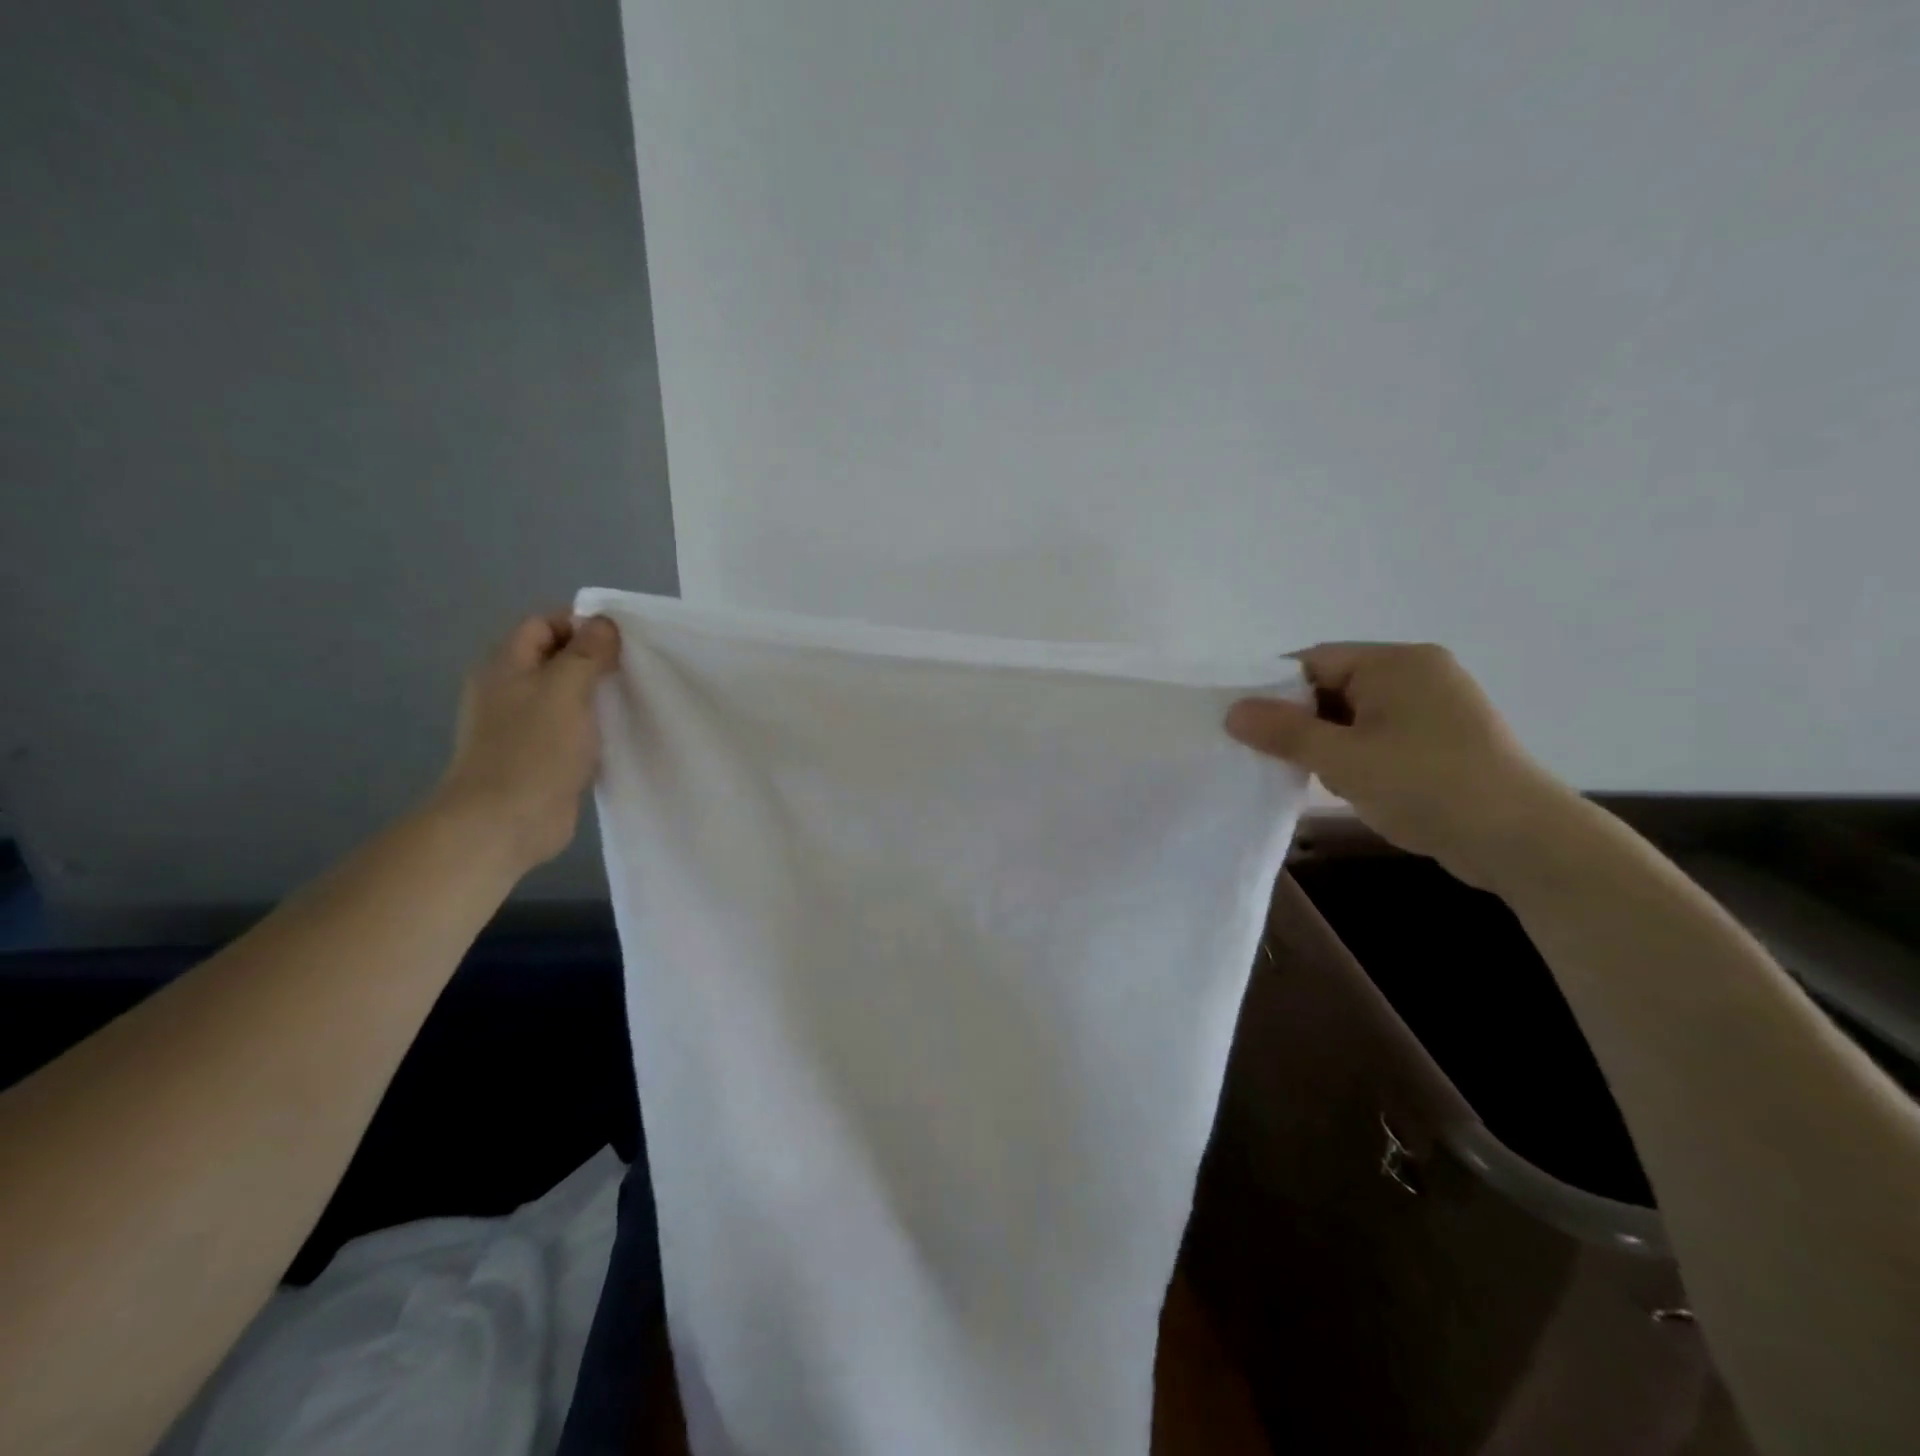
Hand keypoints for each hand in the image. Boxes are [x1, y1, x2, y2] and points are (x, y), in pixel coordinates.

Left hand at [434, 612, 621, 872]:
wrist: (504, 823)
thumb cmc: (533, 749)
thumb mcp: (565, 690)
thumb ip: (586, 653)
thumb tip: (604, 623)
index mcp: (506, 666)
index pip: (543, 624)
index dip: (581, 624)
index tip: (623, 638)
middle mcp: (511, 690)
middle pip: (556, 658)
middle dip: (595, 658)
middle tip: (637, 667)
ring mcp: (524, 726)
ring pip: (567, 695)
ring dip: (598, 694)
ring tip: (636, 696)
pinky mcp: (542, 756)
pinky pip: (573, 729)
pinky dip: (596, 726)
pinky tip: (622, 732)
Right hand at [1225, 642, 1572, 889]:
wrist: (1522, 841)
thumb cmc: (1426, 785)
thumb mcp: (1343, 759)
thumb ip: (1284, 731)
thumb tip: (1232, 711)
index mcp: (1396, 662)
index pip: (1314, 661)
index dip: (1274, 691)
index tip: (1247, 727)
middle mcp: (1418, 673)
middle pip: (1334, 686)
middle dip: (1303, 723)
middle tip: (1281, 759)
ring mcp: (1435, 706)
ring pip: (1355, 715)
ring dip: (1330, 744)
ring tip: (1326, 779)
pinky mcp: (1444, 739)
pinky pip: (1381, 734)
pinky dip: (1358, 756)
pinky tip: (1355, 787)